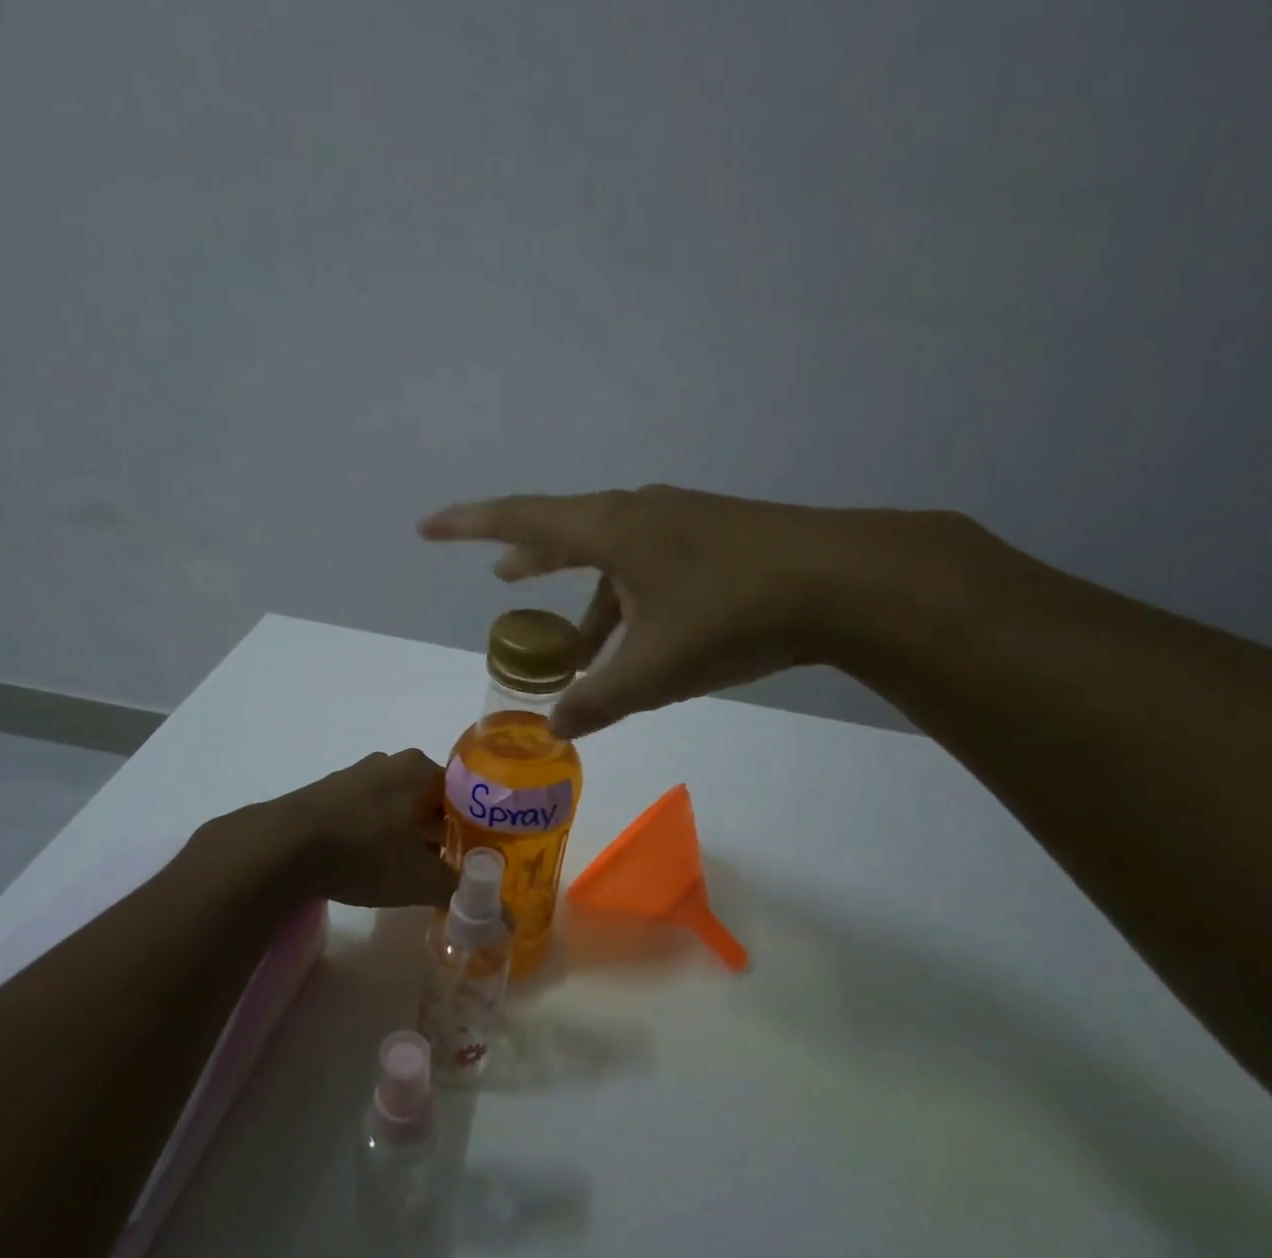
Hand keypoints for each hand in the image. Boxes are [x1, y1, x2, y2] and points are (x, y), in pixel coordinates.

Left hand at [260, 749, 459, 907]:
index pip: (463, 794)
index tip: (475, 858)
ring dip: (405, 836)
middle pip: (428, 801)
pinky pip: (363, 814)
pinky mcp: (324, 795)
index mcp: (419, 769)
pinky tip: (369, 865)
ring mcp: (353, 776)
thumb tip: (505, 919)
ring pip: (395, 807)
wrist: (281, 848)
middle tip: (446, 869)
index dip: (473, 828)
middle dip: (438, 834)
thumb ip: (461, 892)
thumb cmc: (365, 852)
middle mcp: (389, 763)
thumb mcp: (420, 879)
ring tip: (409, 872)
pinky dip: (373, 836)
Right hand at [421, 485, 982, 736]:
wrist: (843, 581)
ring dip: (590, 597)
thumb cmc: (732, 616)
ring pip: (616, 558)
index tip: (428, 528)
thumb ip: (597, 701)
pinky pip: (651, 566)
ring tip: (578, 645)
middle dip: (533, 560)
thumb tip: (555, 730)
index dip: (468, 526)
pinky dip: (630, 599)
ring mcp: (683, 521)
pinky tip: (644, 634)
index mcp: (612, 530)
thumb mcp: (654, 670)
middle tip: (506, 579)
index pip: (520, 520)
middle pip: (568, 533)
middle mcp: (641, 513)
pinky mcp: (718, 538)